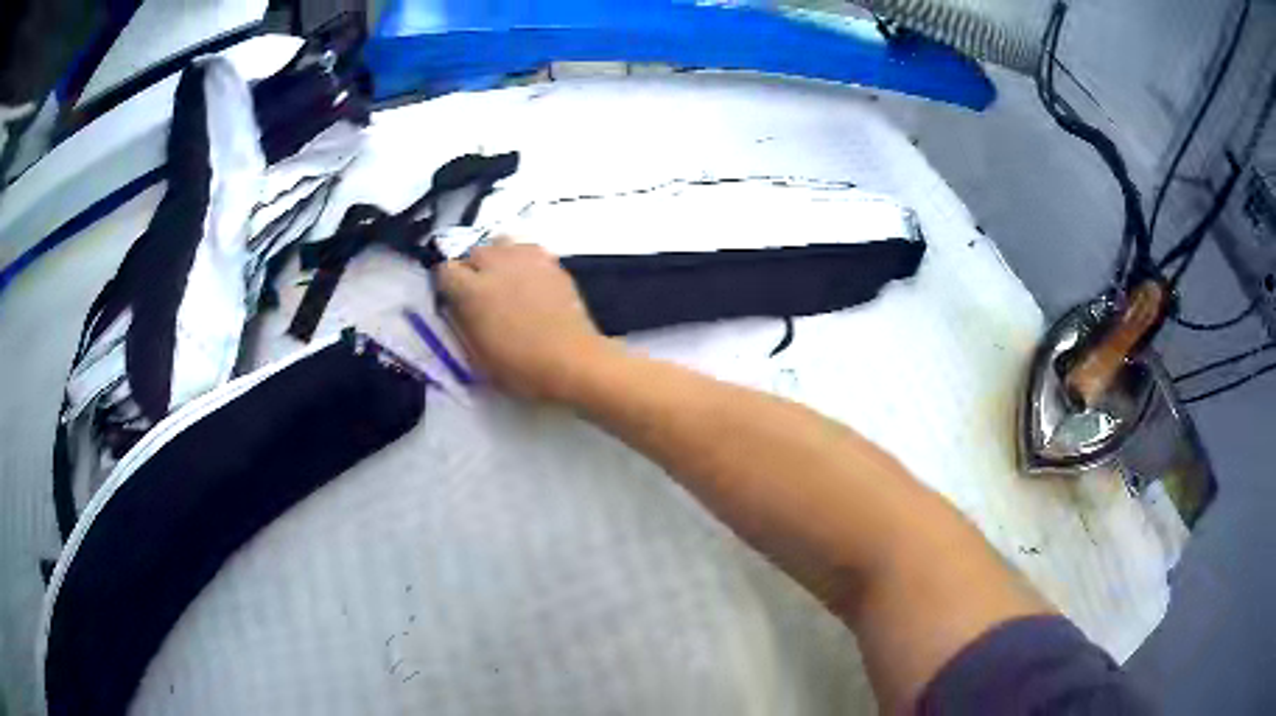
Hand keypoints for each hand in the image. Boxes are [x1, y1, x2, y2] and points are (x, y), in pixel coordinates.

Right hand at [435, 238, 610, 401]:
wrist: (572, 361)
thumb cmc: (521, 368)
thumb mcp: (477, 355)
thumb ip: (462, 322)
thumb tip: (457, 305)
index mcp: (472, 291)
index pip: (445, 270)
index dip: (447, 284)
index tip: (453, 298)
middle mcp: (496, 266)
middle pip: (474, 252)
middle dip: (473, 269)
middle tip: (481, 293)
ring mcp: (526, 260)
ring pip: (501, 243)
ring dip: (497, 258)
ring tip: (505, 280)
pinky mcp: (551, 262)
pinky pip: (528, 249)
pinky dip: (523, 260)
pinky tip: (529, 280)